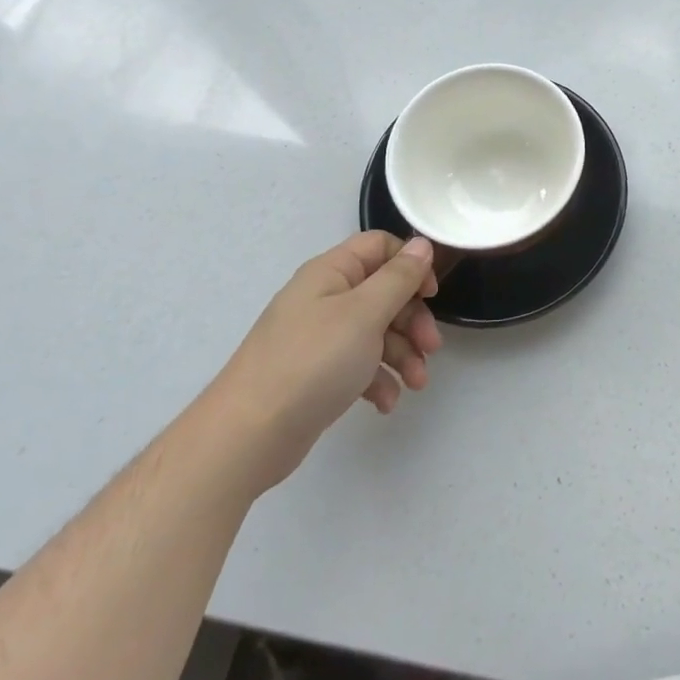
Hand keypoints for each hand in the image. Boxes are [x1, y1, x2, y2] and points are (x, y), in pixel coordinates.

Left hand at [202, 232, 442, 494]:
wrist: (248, 436)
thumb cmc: (313, 362)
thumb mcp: (365, 313)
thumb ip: (399, 277)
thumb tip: (423, 244)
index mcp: (331, 273)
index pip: (380, 247)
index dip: (411, 264)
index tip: (431, 294)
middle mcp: (324, 299)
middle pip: (384, 293)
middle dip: (412, 320)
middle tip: (431, 348)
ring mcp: (320, 338)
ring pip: (377, 332)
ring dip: (403, 354)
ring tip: (416, 384)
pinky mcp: (319, 374)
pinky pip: (359, 365)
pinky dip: (378, 380)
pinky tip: (386, 402)